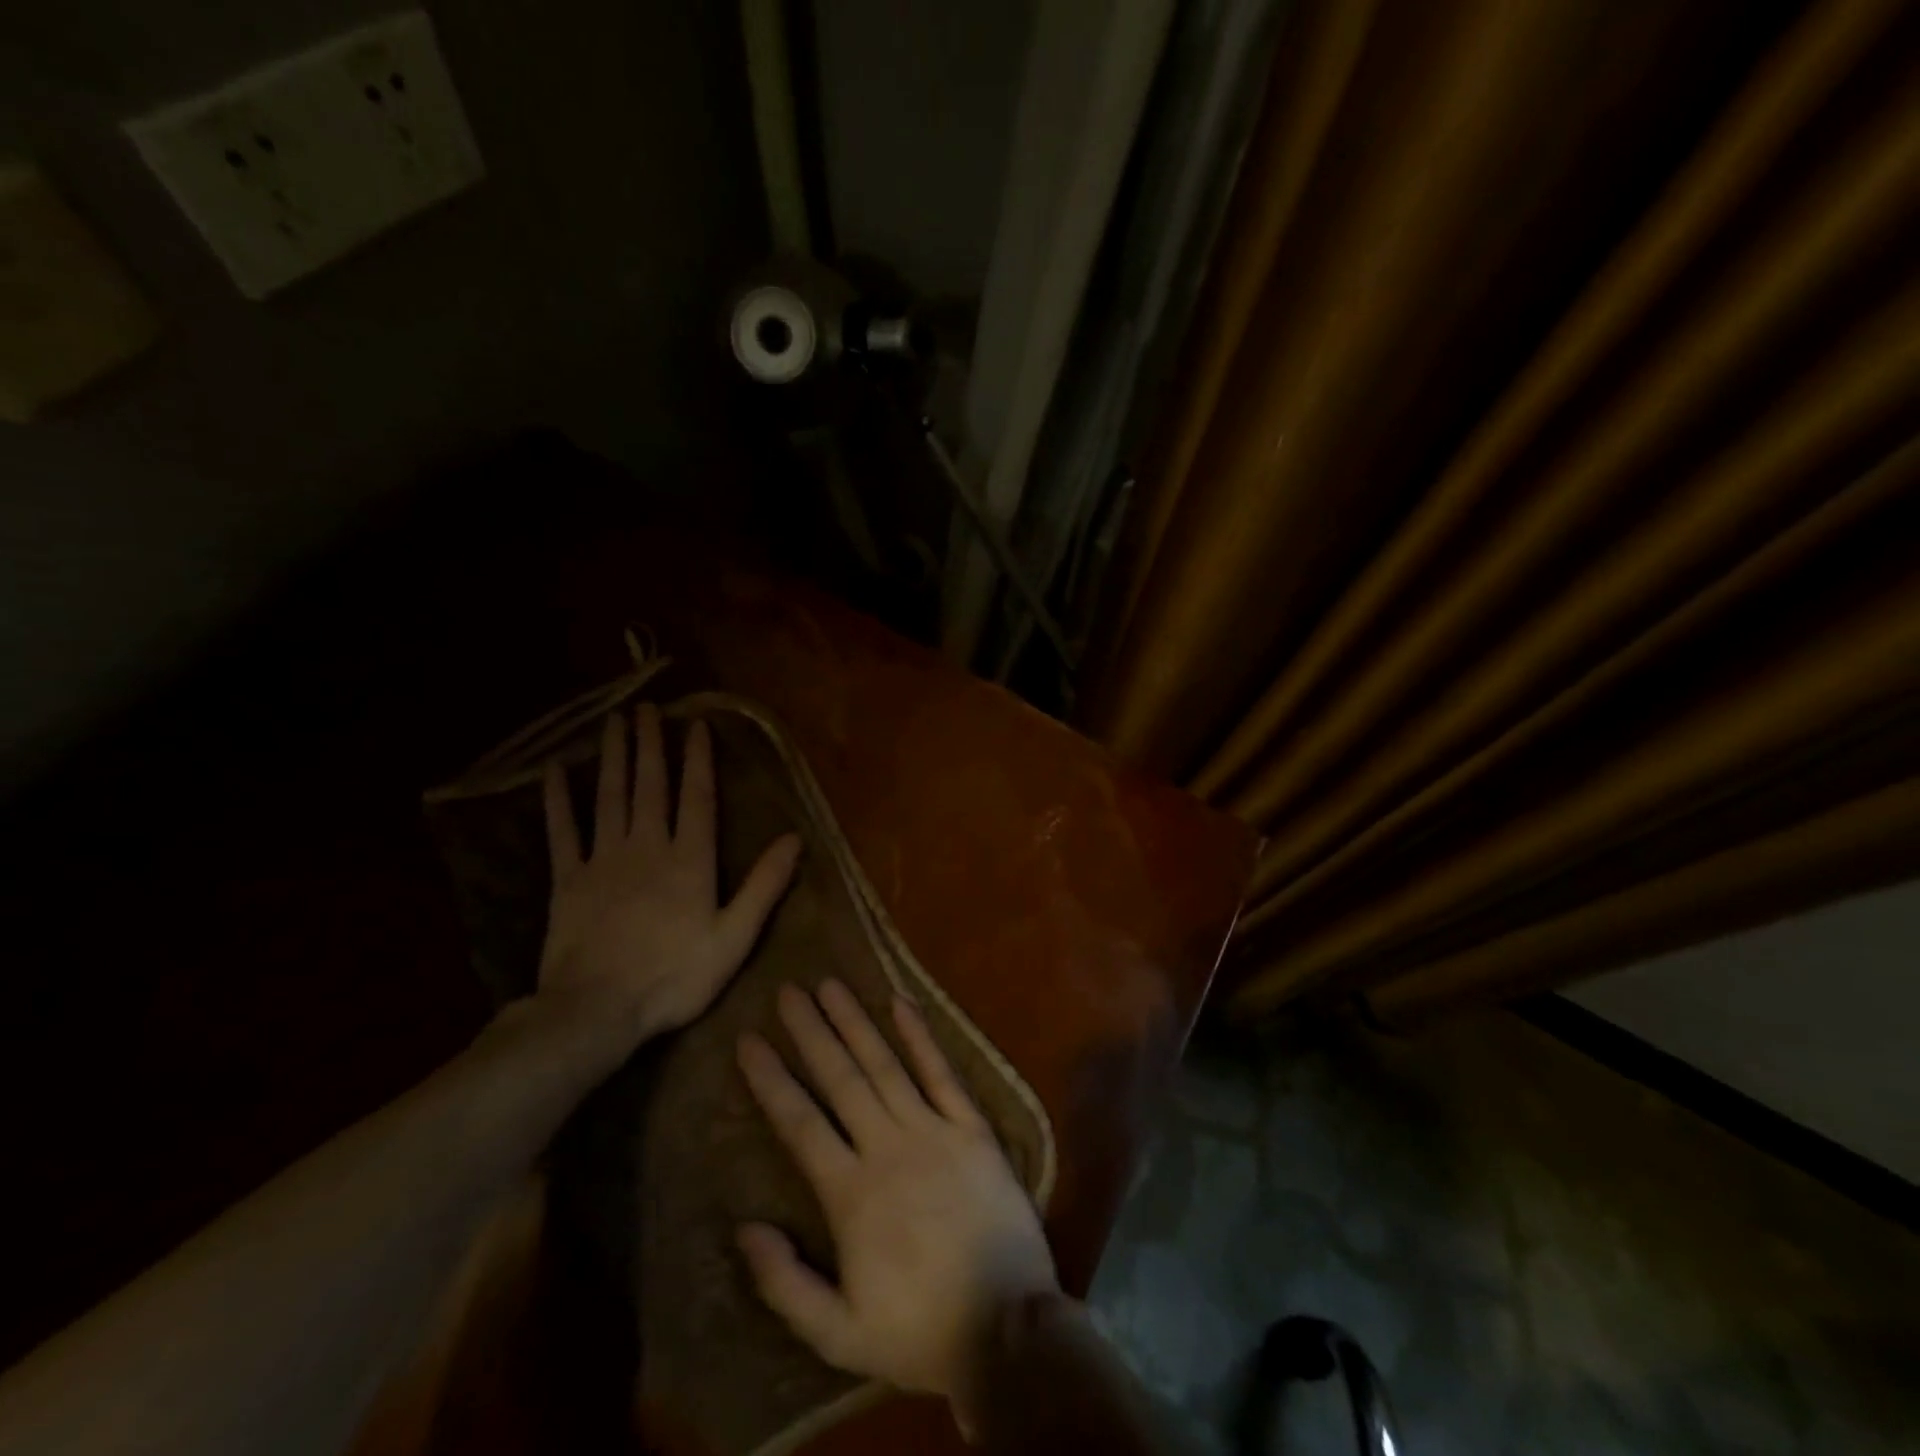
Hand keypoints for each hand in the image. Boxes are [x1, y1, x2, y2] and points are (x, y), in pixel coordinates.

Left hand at [538, 705, 801, 1052]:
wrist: (596, 1011)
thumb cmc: (674, 977)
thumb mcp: (734, 937)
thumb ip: (764, 885)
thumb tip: (794, 839)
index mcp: (689, 859)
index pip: (697, 797)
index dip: (697, 759)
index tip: (695, 725)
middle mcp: (646, 846)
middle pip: (650, 785)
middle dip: (650, 744)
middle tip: (647, 709)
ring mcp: (603, 860)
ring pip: (609, 797)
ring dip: (613, 757)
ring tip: (614, 723)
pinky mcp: (567, 880)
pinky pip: (562, 831)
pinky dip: (558, 800)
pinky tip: (554, 772)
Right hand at [736, 981, 1057, 1432]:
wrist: (1008, 1329)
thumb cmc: (919, 1331)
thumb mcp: (838, 1333)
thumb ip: (785, 1284)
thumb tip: (745, 1228)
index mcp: (851, 1193)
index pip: (800, 1122)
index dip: (772, 1079)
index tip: (749, 1040)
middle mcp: (888, 1147)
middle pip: (841, 1078)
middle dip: (811, 1032)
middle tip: (788, 991)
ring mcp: (934, 1131)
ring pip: (886, 1065)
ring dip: (856, 1022)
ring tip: (831, 984)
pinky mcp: (972, 1128)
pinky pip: (943, 1073)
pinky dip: (922, 1036)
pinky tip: (902, 1002)